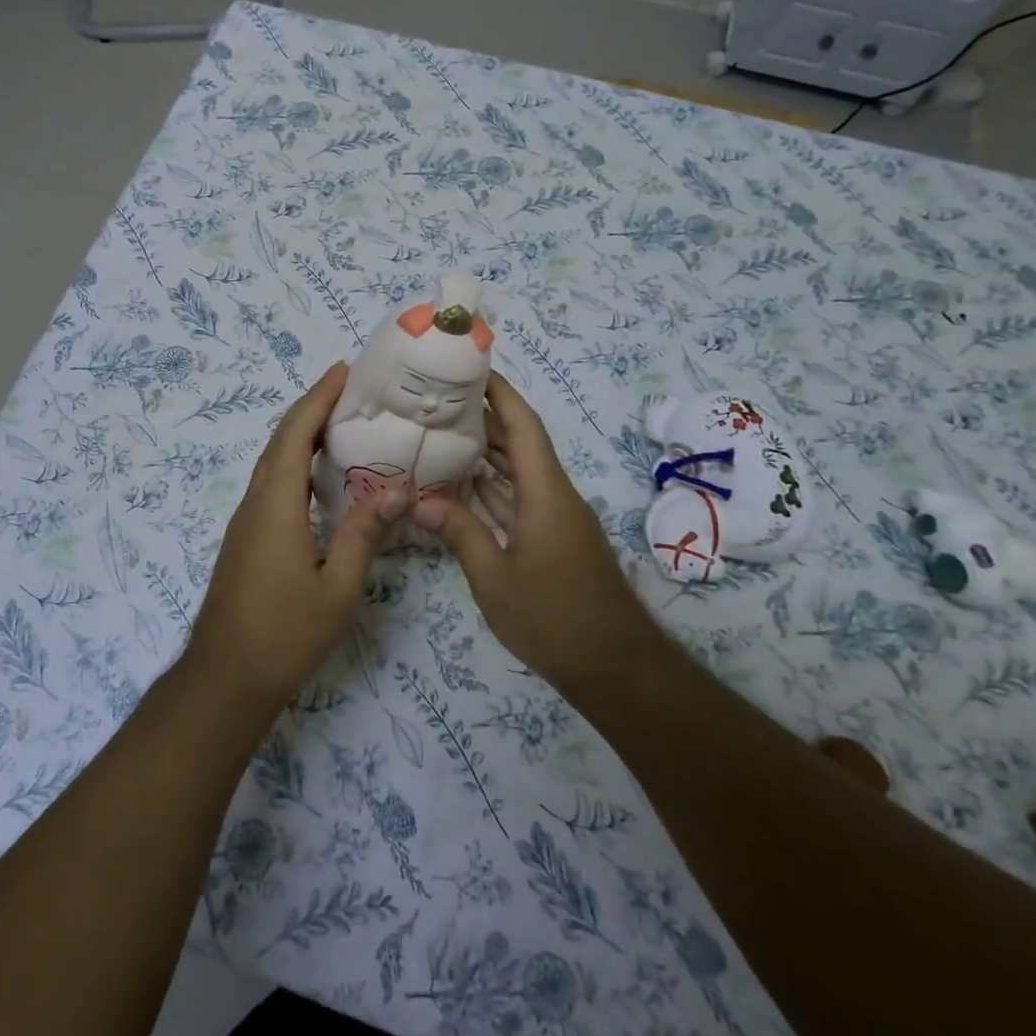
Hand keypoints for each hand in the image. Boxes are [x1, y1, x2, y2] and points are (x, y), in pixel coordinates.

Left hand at [184, 363, 407, 719]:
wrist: (225, 678)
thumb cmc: (285, 634)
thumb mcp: (338, 588)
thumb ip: (364, 535)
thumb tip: (397, 490)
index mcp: (276, 505)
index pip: (295, 435)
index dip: (318, 399)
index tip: (343, 372)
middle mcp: (255, 503)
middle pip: (280, 441)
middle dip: (311, 409)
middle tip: (349, 390)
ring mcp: (245, 522)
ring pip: (273, 463)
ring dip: (301, 435)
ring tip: (341, 423)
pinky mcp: (245, 539)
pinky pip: (271, 484)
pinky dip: (295, 463)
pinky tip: (320, 478)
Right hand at [412, 373, 655, 695]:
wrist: (615, 666)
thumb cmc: (554, 618)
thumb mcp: (495, 578)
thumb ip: (459, 533)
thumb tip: (420, 498)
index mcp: (546, 494)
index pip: (524, 426)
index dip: (499, 393)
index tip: (470, 368)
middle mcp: (555, 496)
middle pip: (521, 444)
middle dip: (485, 418)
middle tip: (439, 402)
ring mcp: (556, 519)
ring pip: (521, 473)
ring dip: (488, 453)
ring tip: (442, 434)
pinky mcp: (554, 540)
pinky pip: (520, 500)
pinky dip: (493, 489)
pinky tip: (463, 487)